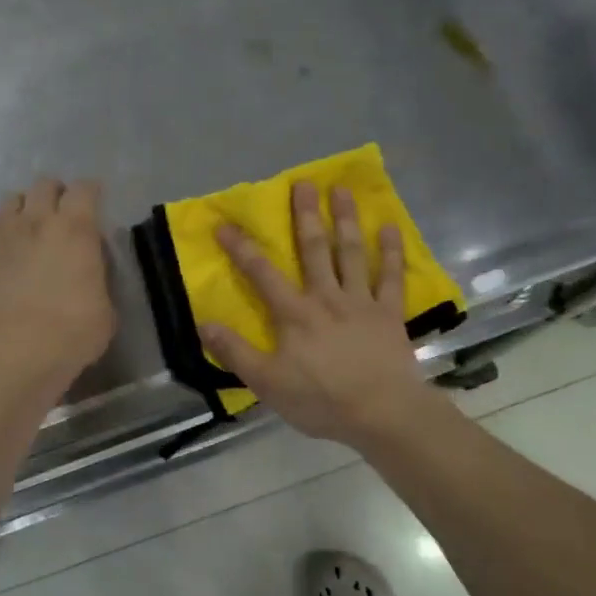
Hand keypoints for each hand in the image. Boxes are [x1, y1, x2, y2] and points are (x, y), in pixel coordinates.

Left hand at [0, 178, 115, 391]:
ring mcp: (2, 235)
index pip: (84, 189)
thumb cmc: (72, 332)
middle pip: (44, 185)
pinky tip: (1, 250)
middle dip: (55, 194)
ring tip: (28, 228)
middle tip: (60, 213)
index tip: (94, 202)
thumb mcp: (105, 306)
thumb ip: (97, 278)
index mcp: (75, 229)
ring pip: (10, 201)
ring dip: (23, 209)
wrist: (17, 352)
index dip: (90, 192)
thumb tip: (89, 271)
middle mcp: (36, 221)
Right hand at [201, 182, 441, 446]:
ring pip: (351, 253)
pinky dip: (391, 251)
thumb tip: (204, 323)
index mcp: (295, 313)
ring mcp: (361, 302)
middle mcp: (326, 297)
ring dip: (346, 220)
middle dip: (305, 215)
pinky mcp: (389, 313)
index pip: (261, 274)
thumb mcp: (267, 383)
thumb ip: (236, 352)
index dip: (241, 248)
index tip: (225, 223)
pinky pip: (391, 276)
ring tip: (342, 190)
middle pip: (313, 249)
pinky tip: (390, 228)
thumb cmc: (321, 400)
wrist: (382, 413)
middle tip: (303, 182)